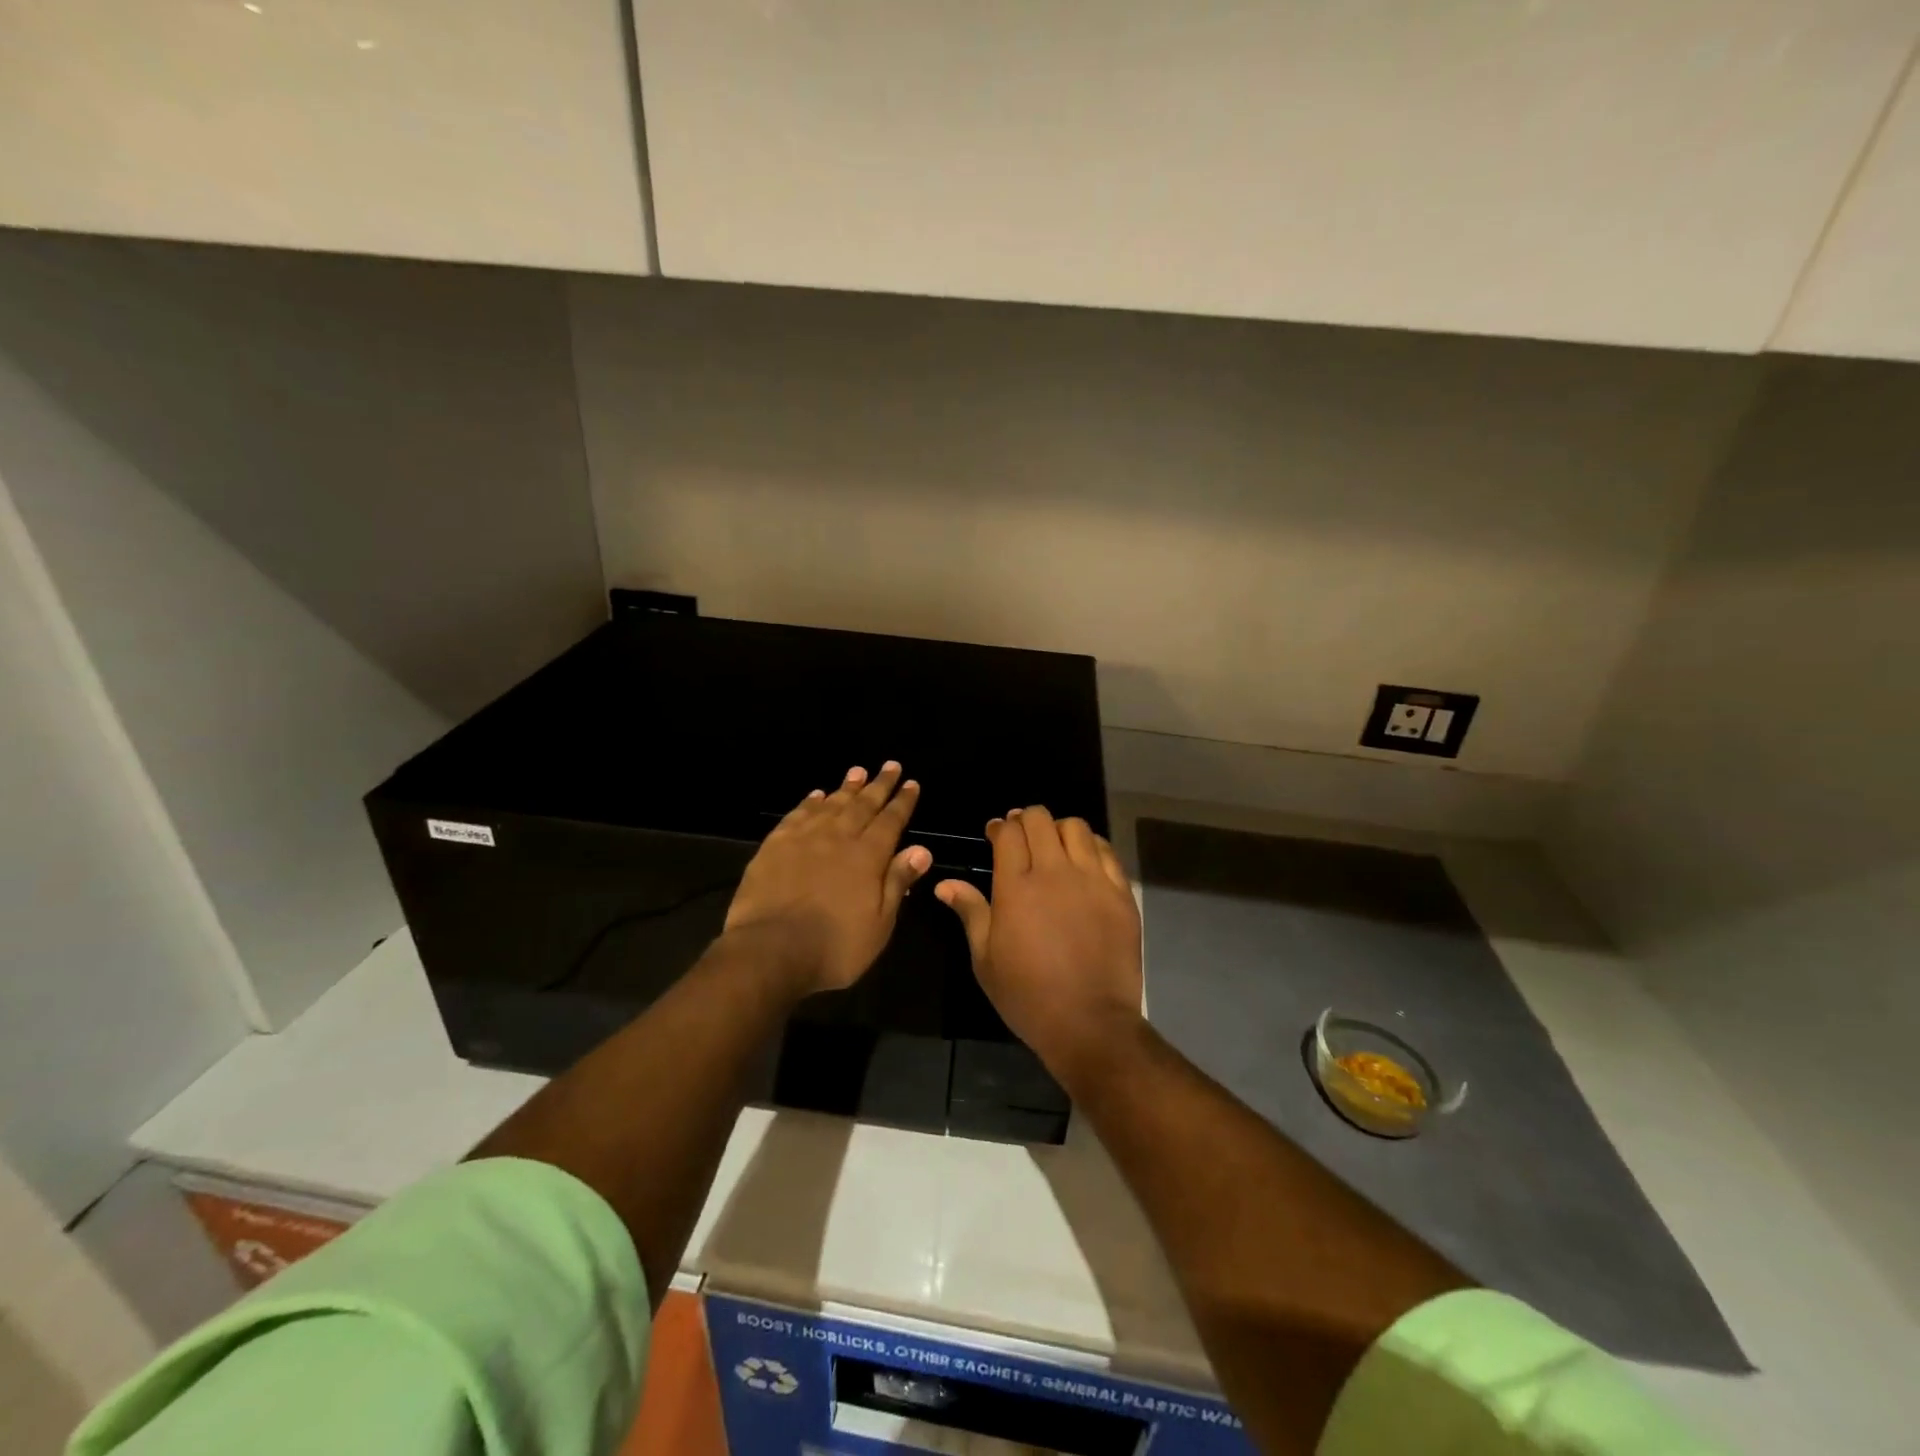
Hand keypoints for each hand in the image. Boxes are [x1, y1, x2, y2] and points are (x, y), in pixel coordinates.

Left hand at [724, 762, 931, 995]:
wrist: (770, 950)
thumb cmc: (834, 946)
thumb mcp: (879, 923)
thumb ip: (898, 882)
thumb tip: (922, 849)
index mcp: (868, 856)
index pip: (891, 821)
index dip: (903, 802)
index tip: (911, 784)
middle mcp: (838, 838)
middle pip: (863, 805)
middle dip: (879, 785)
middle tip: (890, 765)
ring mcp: (804, 838)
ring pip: (831, 804)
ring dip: (846, 787)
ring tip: (858, 771)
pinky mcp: (775, 845)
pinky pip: (798, 814)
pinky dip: (810, 802)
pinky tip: (816, 795)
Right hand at [935, 805, 1143, 1085]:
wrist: (1089, 1023)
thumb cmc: (1027, 995)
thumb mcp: (985, 959)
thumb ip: (970, 912)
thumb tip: (945, 883)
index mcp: (1015, 886)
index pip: (1008, 832)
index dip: (999, 827)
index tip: (995, 834)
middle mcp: (1054, 872)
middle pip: (1040, 819)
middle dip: (1025, 820)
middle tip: (1021, 836)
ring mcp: (1092, 880)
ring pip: (1075, 827)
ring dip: (1059, 829)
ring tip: (1053, 846)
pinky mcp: (1120, 893)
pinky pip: (1106, 851)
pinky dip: (1091, 846)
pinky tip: (1083, 861)